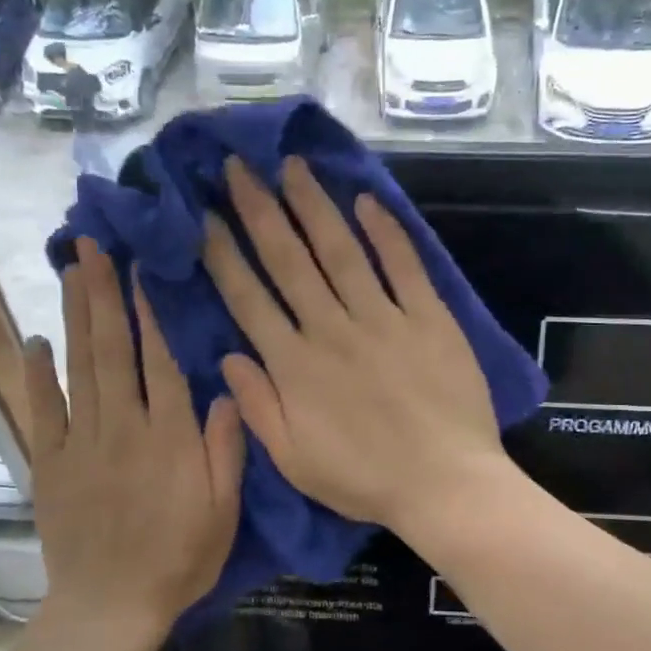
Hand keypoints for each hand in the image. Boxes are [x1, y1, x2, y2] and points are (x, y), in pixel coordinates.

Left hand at [21, 238, 244, 644]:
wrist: (111, 607)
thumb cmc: (180, 560)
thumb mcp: (224, 511)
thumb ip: (226, 449)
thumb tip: (225, 390)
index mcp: (170, 438)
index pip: (160, 362)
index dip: (151, 313)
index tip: (141, 270)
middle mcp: (123, 428)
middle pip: (112, 350)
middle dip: (103, 294)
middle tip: (91, 246)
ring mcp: (80, 443)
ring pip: (78, 368)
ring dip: (75, 316)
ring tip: (71, 271)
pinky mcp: (50, 463)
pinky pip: (41, 410)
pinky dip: (35, 373)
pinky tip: (34, 340)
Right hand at [204, 156, 506, 532]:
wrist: (446, 484)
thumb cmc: (366, 480)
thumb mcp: (294, 461)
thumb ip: (258, 407)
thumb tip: (228, 358)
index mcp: (295, 366)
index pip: (249, 298)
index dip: (223, 254)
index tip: (204, 216)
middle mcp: (332, 330)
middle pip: (289, 260)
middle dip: (259, 210)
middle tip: (238, 166)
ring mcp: (384, 319)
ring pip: (341, 251)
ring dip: (313, 206)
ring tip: (292, 167)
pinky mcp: (429, 318)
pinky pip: (403, 266)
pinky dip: (386, 232)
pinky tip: (366, 201)